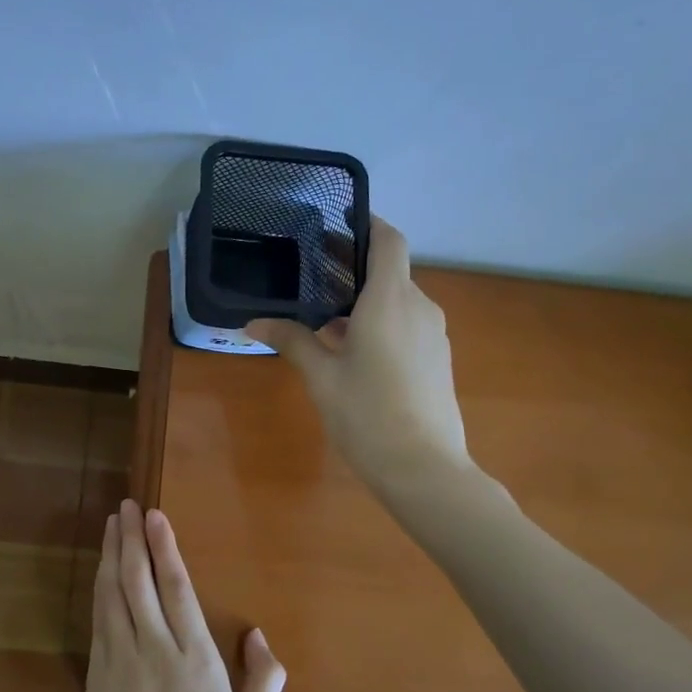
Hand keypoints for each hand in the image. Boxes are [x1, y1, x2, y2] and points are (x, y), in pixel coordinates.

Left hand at [87, 499, 286, 691]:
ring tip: (112, 526)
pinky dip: (99, 588)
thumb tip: (257, 633)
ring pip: (112, 594)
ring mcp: (120, 659)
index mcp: (195, 656)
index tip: (154, 515)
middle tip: (127, 507)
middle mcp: (155, 647)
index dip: (164, 546)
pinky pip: (98, 619)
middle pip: (138, 580)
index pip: (175, 586)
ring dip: (112, 555)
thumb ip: (264, 676)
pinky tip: (102, 572)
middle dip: (132, 539)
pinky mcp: (98, 674)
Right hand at [246, 217, 470, 488]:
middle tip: (314, 274)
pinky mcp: (438, 358)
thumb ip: (292, 342)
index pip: (388, 240)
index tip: (339, 222)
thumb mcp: (322, 377)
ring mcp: (434, 333)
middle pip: (391, 270)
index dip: (367, 224)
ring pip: (399, 300)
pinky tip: (355, 349)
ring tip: (326, 317)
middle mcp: (418, 307)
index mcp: (390, 300)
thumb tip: (253, 323)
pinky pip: (408, 324)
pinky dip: (382, 322)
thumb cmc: (367, 415)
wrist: (424, 468)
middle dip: (355, 268)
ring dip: (367, 300)